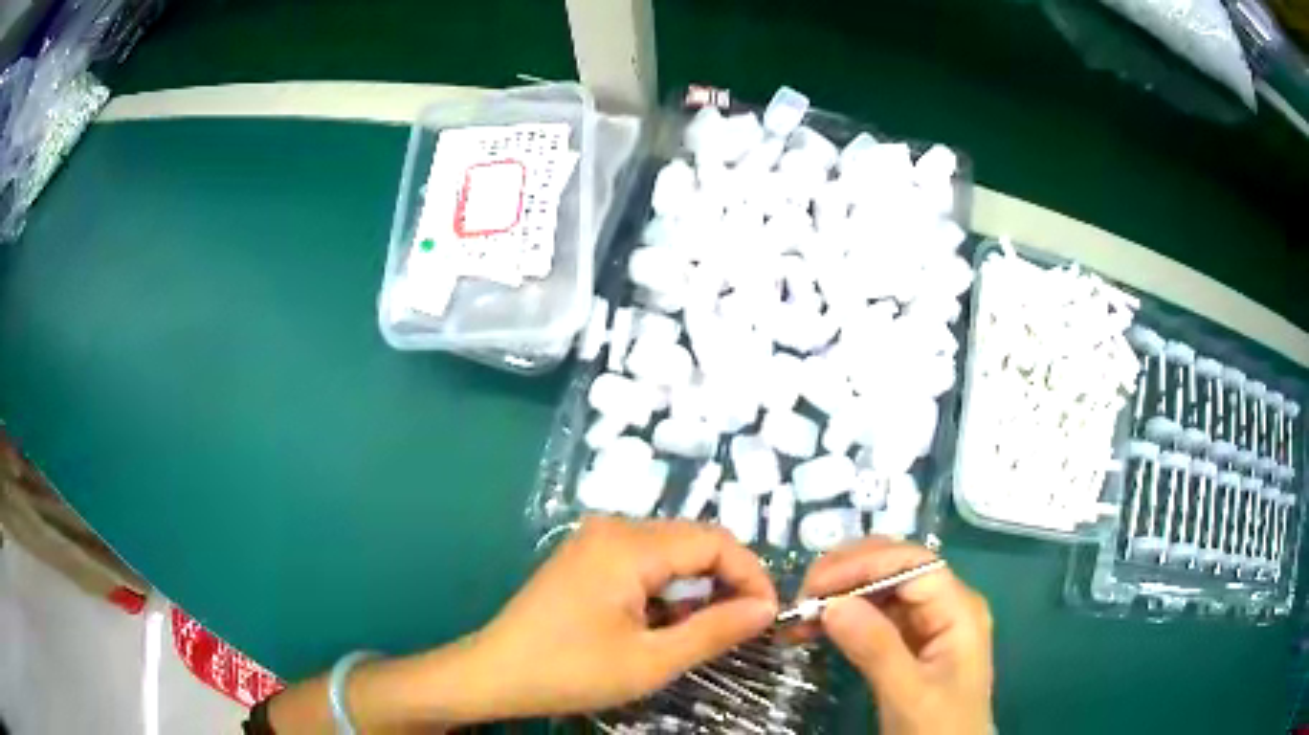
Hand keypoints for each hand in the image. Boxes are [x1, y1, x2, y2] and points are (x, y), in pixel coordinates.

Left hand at [468, 516, 777, 717]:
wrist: (495, 673)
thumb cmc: (571, 671)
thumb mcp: (651, 661)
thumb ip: (715, 630)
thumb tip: (767, 608)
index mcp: (629, 545)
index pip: (715, 541)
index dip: (751, 575)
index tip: (768, 617)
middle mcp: (613, 527)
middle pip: (694, 540)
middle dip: (727, 580)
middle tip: (744, 626)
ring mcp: (595, 539)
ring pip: (671, 551)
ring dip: (697, 587)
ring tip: (706, 630)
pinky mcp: (586, 557)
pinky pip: (644, 560)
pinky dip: (667, 588)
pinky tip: (665, 622)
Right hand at [796, 537, 992, 734]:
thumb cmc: (938, 728)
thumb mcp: (908, 693)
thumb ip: (876, 648)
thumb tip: (831, 603)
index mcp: (958, 609)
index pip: (911, 564)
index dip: (863, 565)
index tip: (814, 585)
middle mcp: (945, 605)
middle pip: (896, 570)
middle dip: (848, 575)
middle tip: (801, 595)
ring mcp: (928, 624)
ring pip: (881, 592)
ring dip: (840, 597)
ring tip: (798, 615)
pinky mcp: (910, 644)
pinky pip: (875, 618)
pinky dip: (844, 619)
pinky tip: (815, 628)